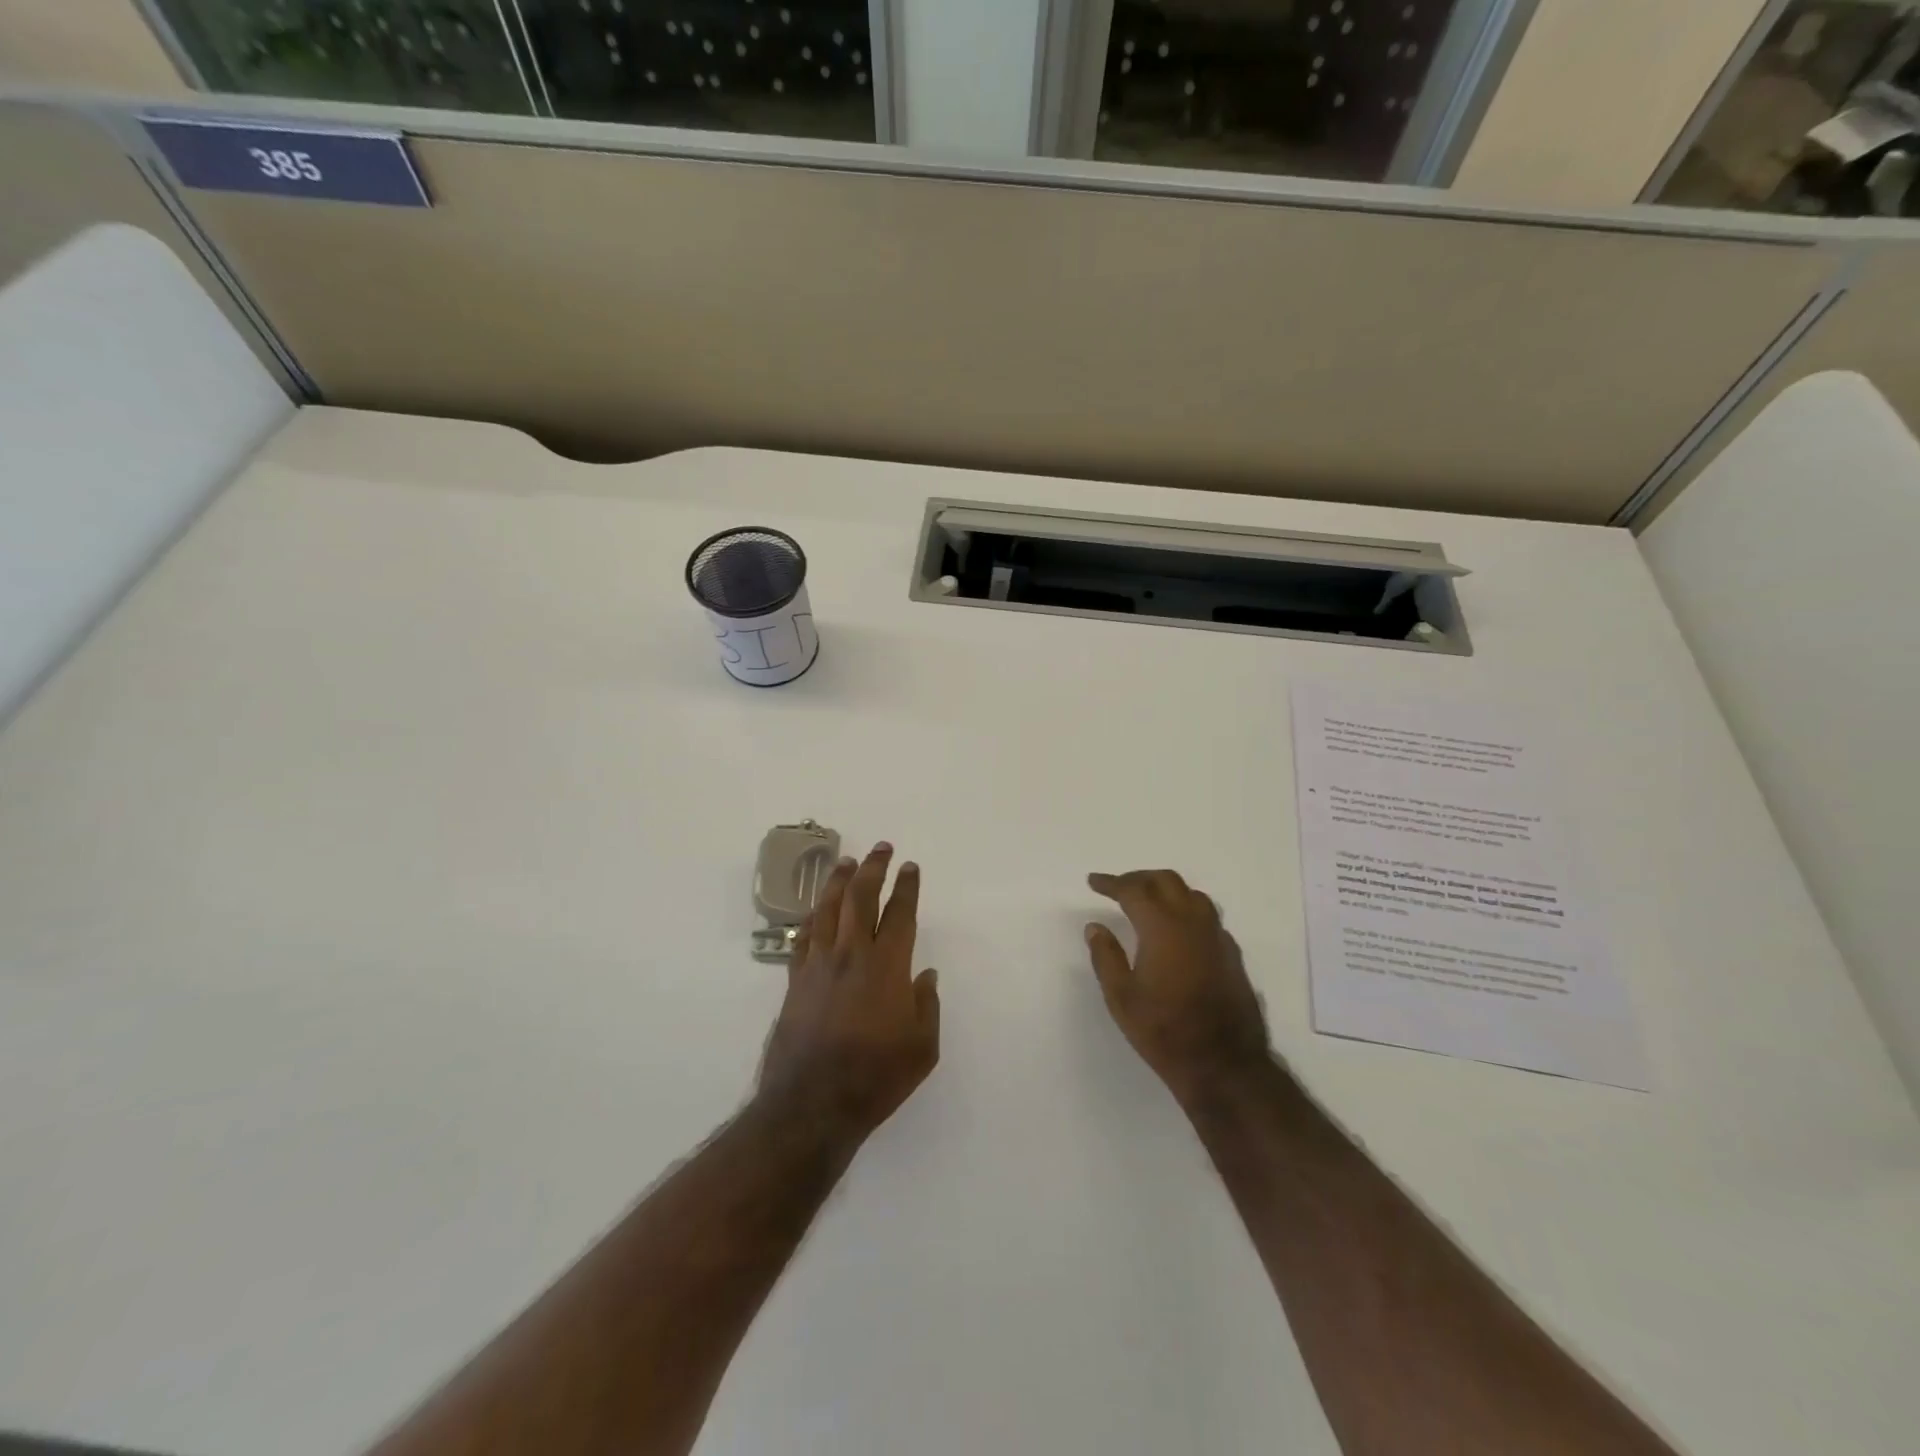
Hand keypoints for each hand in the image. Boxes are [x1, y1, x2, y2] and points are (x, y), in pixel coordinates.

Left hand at [759, 843, 940, 1145]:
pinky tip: (816, 910)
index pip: (900, 914)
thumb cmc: (876, 1077)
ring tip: (845, 861)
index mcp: (887, 966)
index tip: (910, 866)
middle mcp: (851, 954)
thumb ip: (927, 1006)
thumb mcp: (922, 1048)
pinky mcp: (795, 981)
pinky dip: (812, 917)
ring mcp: (819, 965)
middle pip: (861, 898)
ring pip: (828, 909)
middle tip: (881, 848)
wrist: (812, 1103)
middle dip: (873, 868)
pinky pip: (804, 937)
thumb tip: (925, 976)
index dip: (907, 887)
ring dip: (838, 881)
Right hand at [1086, 870, 1270, 1106]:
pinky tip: (1178, 931)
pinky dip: (1187, 911)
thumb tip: (1095, 927)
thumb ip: (1106, 956)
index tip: (1093, 881)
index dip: (1111, 882)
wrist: (1223, 1064)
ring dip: (1166, 890)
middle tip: (1118, 888)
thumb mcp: (1121, 997)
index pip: (1133, 890)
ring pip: (1192, 895)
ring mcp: (1217, 937)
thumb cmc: (1164, 1030)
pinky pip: (1208, 917)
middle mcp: (1192, 922)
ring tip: (1148, 903)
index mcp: (1162, 927)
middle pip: (1166, 881)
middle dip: (1139, 878)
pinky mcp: (1231, 954)